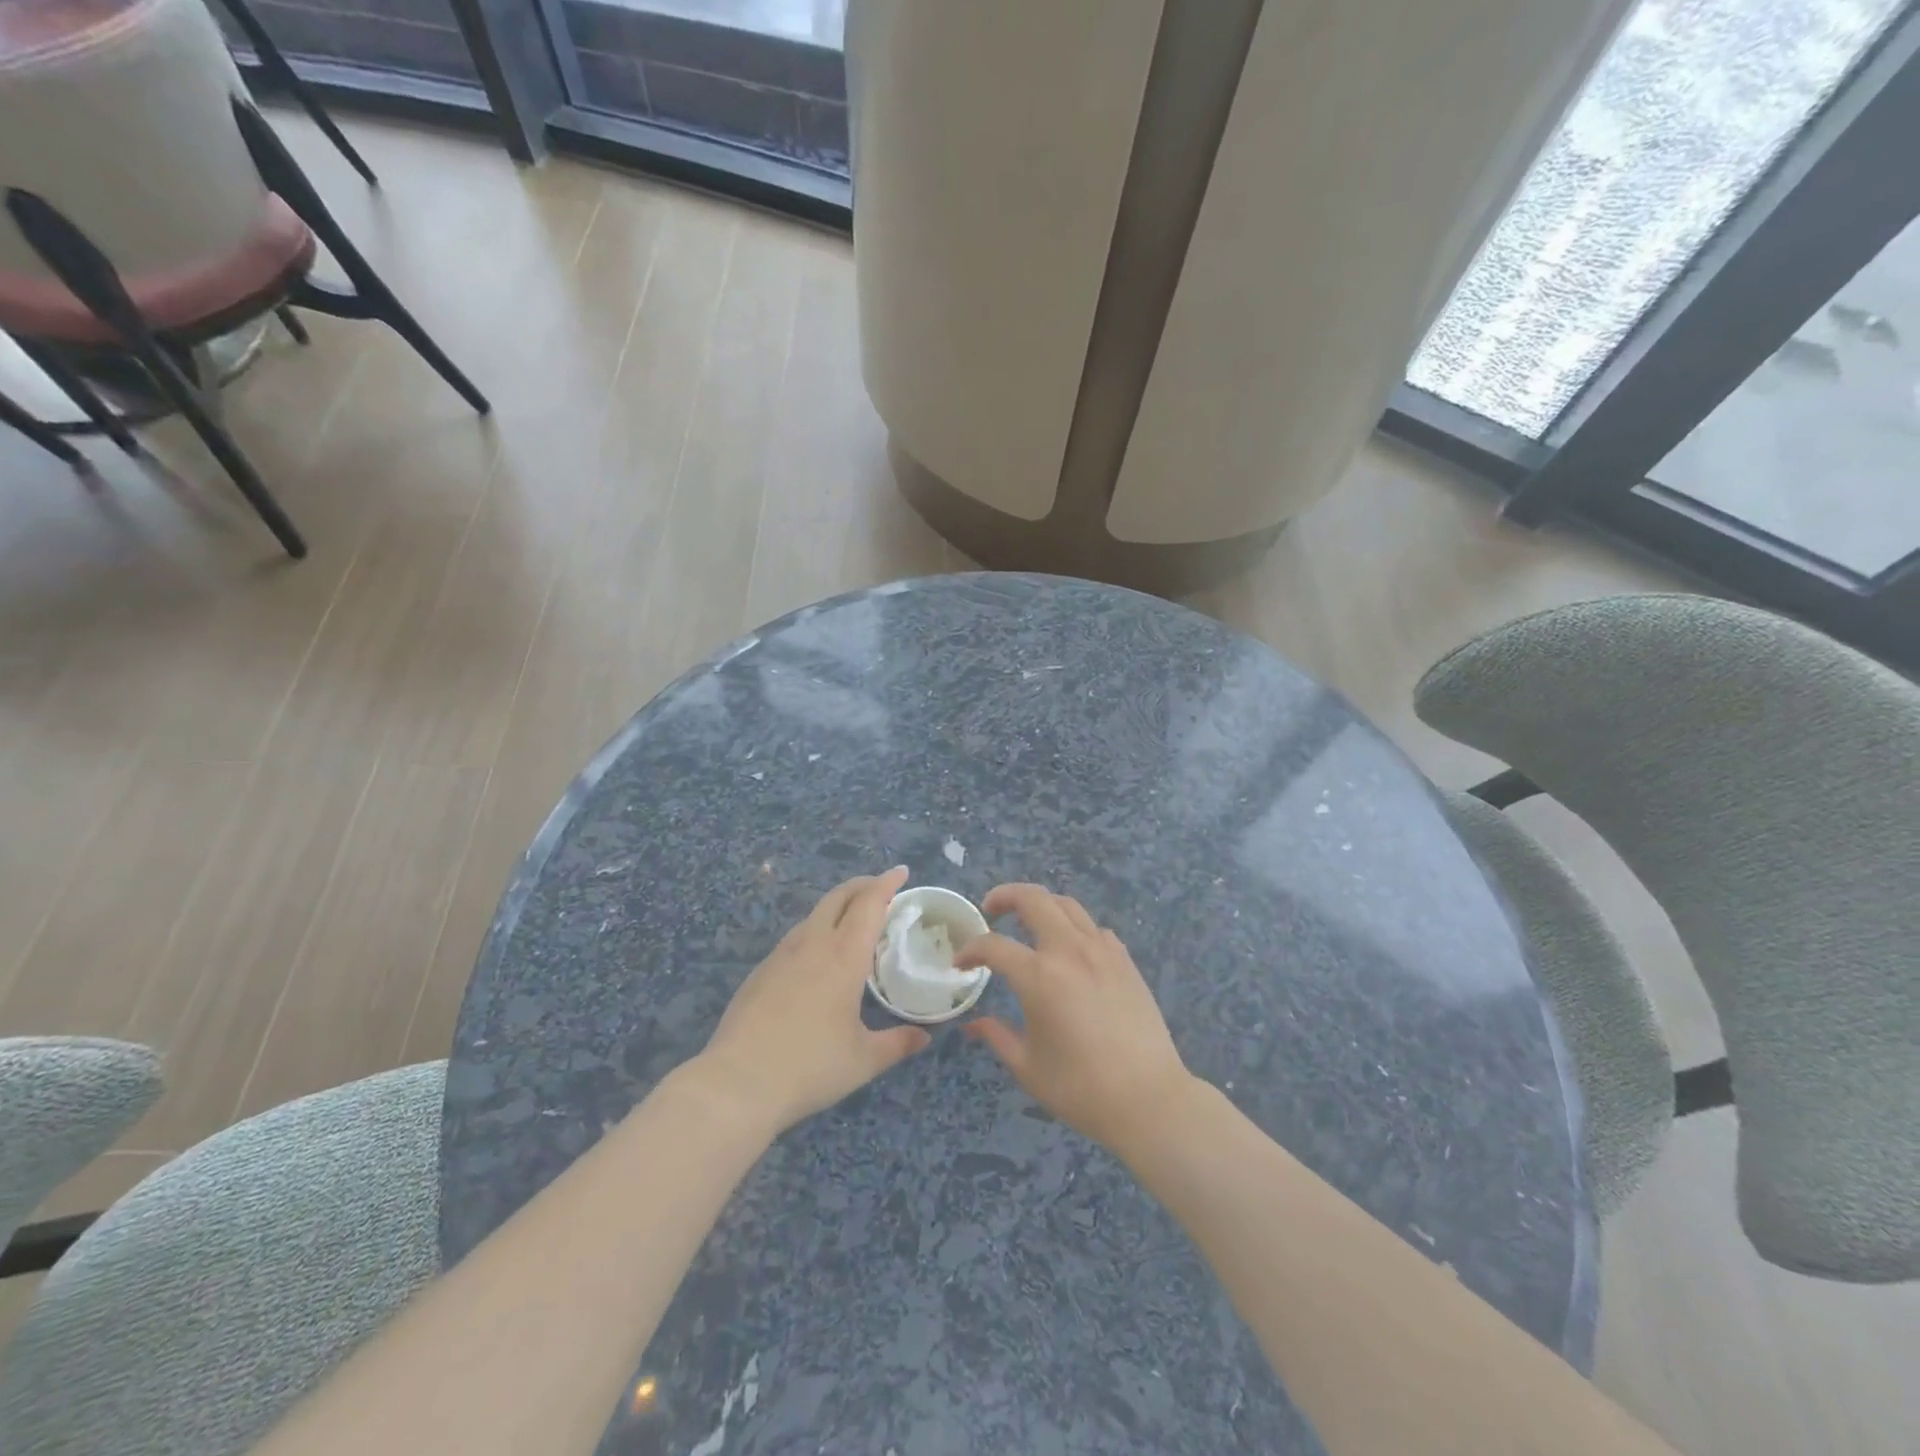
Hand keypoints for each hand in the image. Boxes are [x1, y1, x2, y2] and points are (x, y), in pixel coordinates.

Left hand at [698, 867, 929, 1134]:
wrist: (737, 1083)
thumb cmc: (810, 1067)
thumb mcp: (863, 1060)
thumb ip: (897, 1043)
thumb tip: (924, 1038)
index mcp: (844, 955)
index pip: (869, 904)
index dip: (887, 883)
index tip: (901, 872)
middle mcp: (813, 944)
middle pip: (838, 897)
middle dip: (862, 885)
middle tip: (881, 888)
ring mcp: (781, 955)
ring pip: (814, 915)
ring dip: (837, 907)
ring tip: (852, 921)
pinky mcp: (760, 972)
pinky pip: (795, 937)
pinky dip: (816, 931)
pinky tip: (817, 957)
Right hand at [956, 884, 1196, 1152]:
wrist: (1149, 1099)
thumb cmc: (1081, 1088)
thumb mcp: (1028, 1067)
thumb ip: (996, 1036)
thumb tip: (972, 1024)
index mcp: (1039, 976)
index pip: (994, 946)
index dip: (971, 950)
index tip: (960, 963)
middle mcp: (1069, 950)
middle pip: (1033, 899)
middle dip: (1005, 896)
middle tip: (990, 909)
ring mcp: (1102, 950)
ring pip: (1067, 905)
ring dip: (1041, 904)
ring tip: (1028, 919)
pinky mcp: (1125, 960)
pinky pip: (1094, 927)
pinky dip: (1073, 926)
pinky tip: (1069, 948)